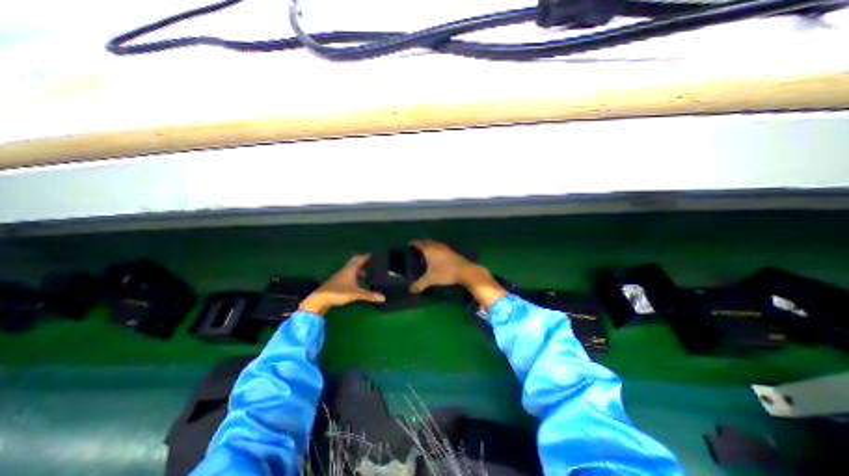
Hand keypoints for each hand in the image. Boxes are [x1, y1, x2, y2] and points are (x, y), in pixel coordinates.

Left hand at [300, 252, 386, 315]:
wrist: (320, 299)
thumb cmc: (338, 292)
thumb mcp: (356, 294)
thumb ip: (369, 295)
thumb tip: (383, 297)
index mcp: (350, 270)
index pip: (359, 260)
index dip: (365, 257)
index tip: (371, 253)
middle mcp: (345, 270)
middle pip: (354, 263)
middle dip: (361, 261)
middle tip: (368, 261)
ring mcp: (339, 276)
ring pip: (350, 270)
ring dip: (357, 270)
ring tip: (365, 274)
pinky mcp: (336, 282)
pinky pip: (347, 276)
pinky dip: (353, 276)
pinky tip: (355, 283)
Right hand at [410, 239, 506, 307]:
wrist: (464, 271)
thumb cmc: (445, 272)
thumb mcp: (430, 279)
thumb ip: (419, 284)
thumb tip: (410, 290)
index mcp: (429, 249)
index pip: (418, 243)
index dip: (413, 243)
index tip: (408, 245)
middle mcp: (436, 245)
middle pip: (426, 241)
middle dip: (421, 244)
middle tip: (416, 250)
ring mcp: (445, 248)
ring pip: (434, 244)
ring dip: (429, 246)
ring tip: (425, 253)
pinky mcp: (451, 251)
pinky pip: (440, 247)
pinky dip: (436, 249)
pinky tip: (437, 257)